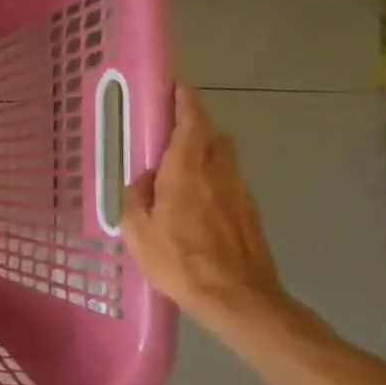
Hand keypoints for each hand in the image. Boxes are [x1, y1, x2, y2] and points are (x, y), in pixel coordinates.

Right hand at [120, 84, 285, 329]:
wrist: (238, 298)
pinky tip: (196, 196)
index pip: (191, 122)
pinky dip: (213, 174)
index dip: (184, 101)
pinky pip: (229, 180)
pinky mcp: (249, 213)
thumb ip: (136, 197)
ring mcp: (239, 192)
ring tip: (182, 160)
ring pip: (225, 156)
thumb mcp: (138, 231)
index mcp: (187, 171)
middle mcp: (218, 173)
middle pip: (214, 134)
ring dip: (206, 148)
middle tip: (173, 124)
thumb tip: (143, 179)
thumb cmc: (179, 262)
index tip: (175, 86)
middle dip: (196, 122)